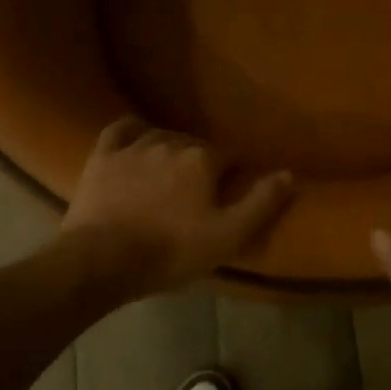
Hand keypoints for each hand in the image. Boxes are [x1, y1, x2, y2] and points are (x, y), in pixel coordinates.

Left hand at [64, 117, 293, 295]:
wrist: (101, 260)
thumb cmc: (170, 250)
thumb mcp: (228, 235)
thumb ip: (261, 202)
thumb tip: (289, 173)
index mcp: (204, 159)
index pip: (229, 156)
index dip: (233, 172)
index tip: (232, 189)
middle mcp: (172, 143)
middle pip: (195, 145)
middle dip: (201, 161)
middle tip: (199, 189)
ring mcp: (135, 147)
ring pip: (161, 136)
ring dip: (170, 148)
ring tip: (170, 170)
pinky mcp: (104, 156)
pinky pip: (121, 129)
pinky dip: (132, 129)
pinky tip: (136, 134)